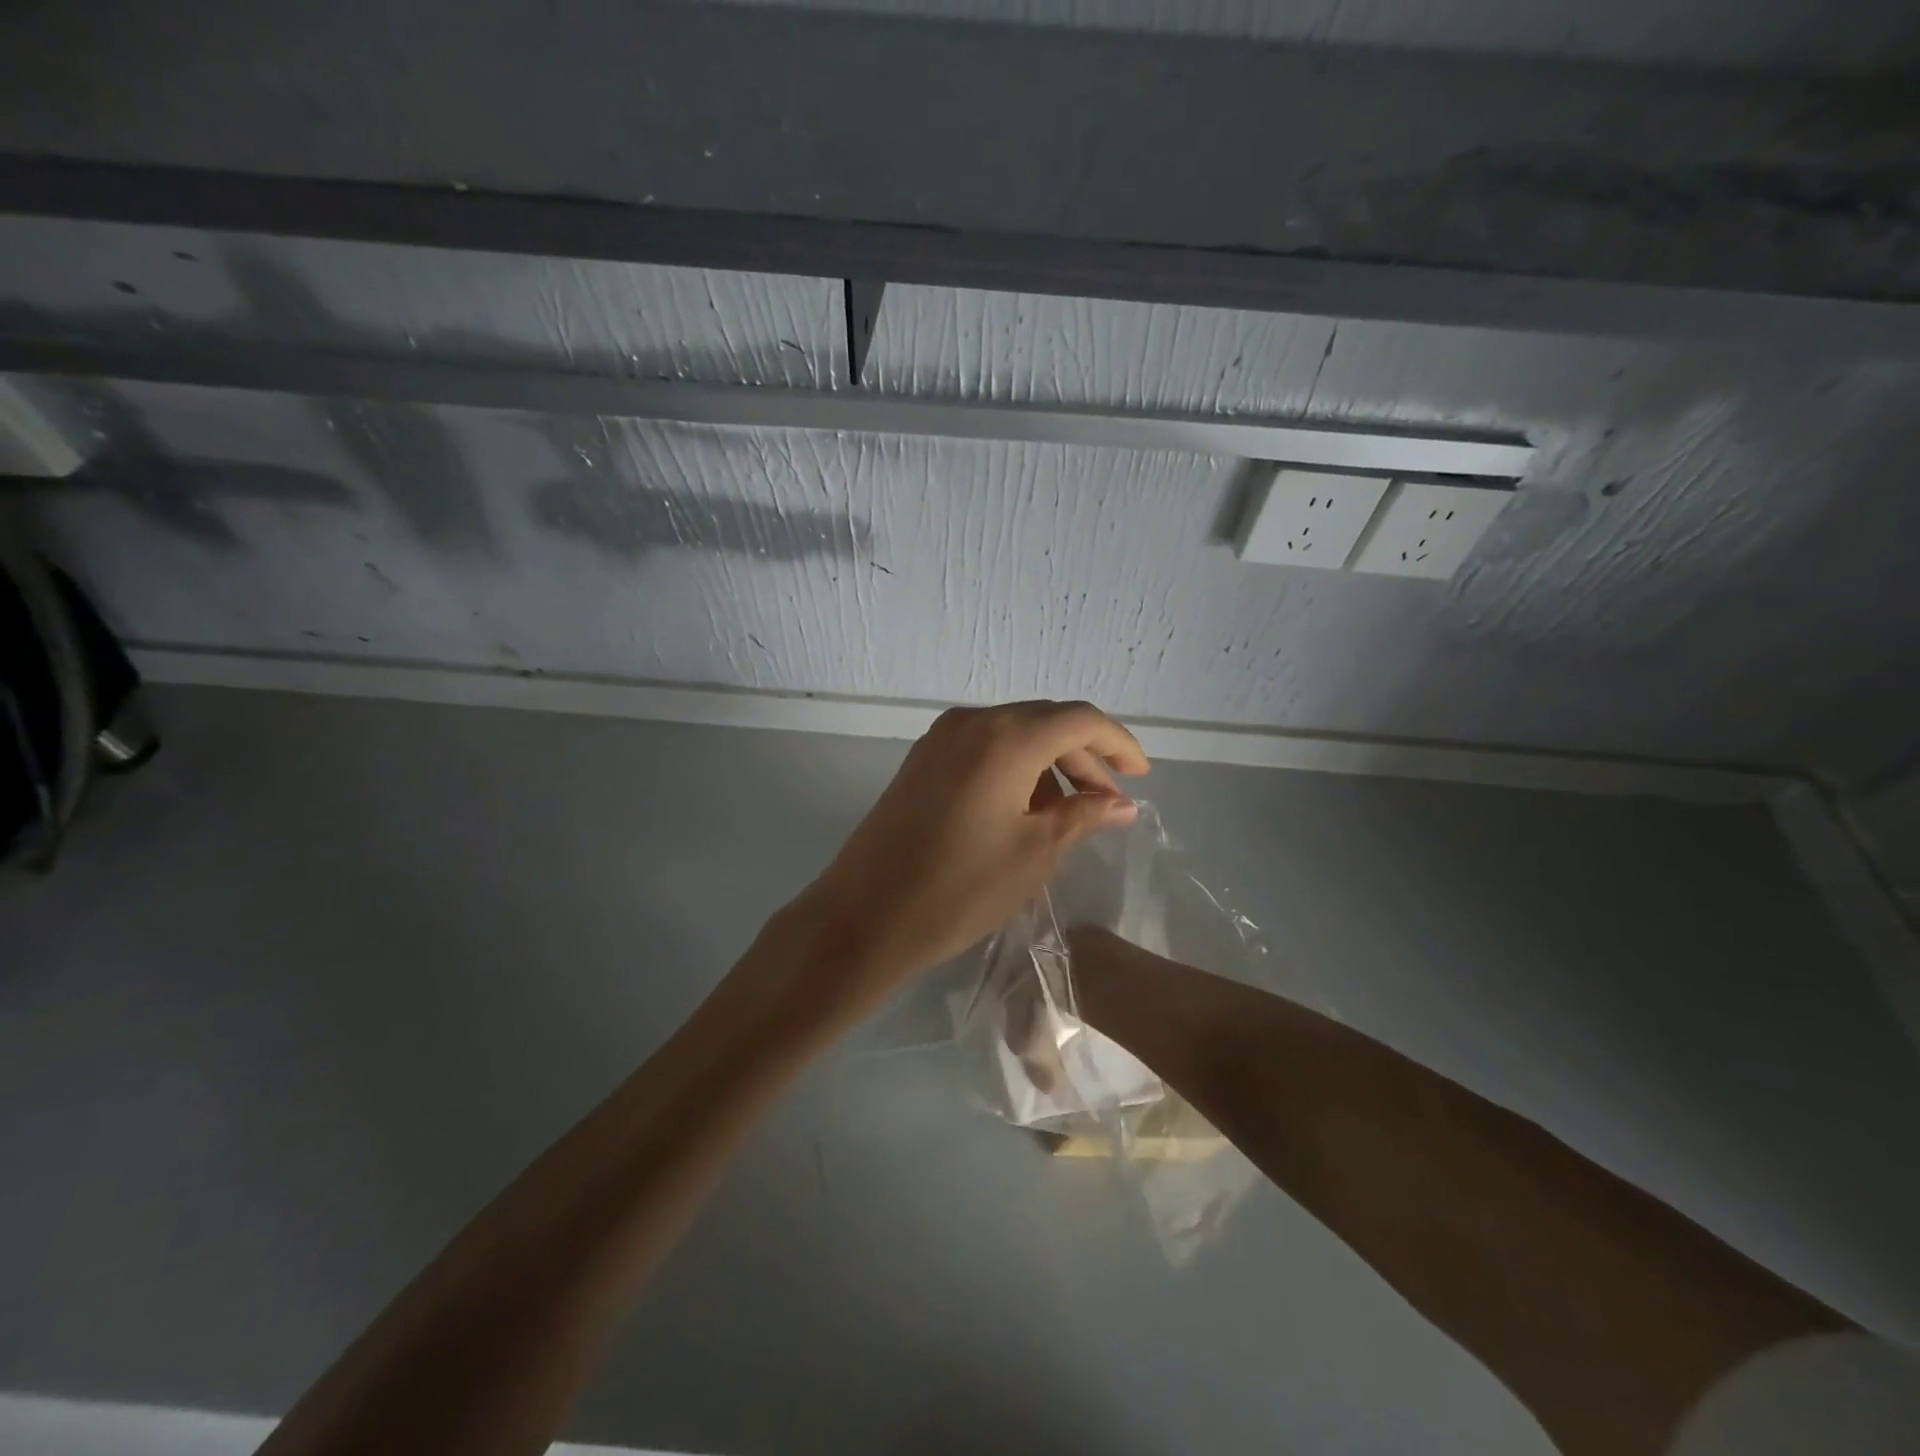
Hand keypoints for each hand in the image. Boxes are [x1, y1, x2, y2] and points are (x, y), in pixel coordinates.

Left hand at [793, 700, 1148, 997]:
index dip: (1117, 743)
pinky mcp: (921, 760)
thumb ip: (1083, 816)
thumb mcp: (1035, 853)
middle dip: (1085, 756)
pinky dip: (1014, 767)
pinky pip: (983, 747)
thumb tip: (1122, 804)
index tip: (1141, 776)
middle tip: (1109, 802)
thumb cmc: (960, 888)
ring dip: (1049, 763)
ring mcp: (940, 738)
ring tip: (1070, 811)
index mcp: (1006, 737)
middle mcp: (972, 722)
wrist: (865, 916)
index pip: (1079, 720)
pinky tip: (1026, 807)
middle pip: (1045, 722)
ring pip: (1013, 733)